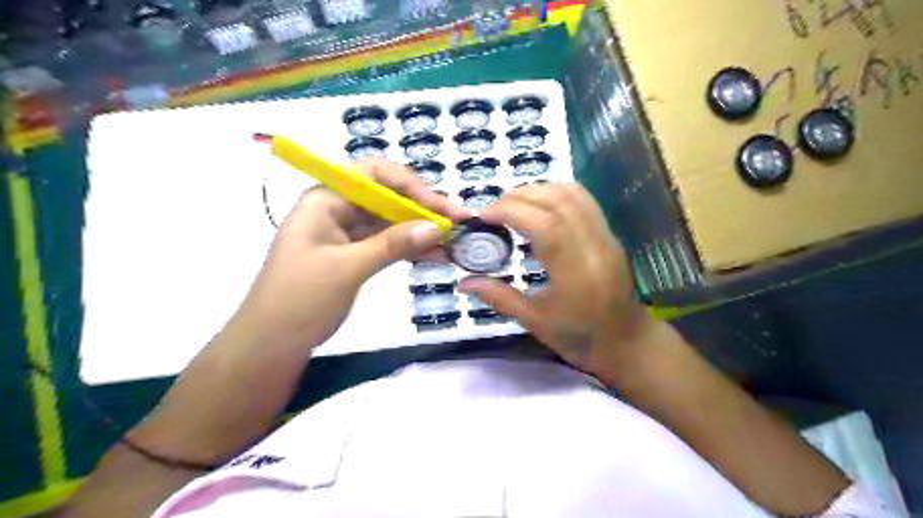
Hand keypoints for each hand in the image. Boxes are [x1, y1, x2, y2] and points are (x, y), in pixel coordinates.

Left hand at [237, 158, 471, 347]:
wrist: (272, 343)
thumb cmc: (299, 299)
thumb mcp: (347, 268)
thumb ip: (392, 245)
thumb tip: (436, 227)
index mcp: (326, 199)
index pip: (374, 175)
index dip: (410, 185)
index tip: (439, 207)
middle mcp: (337, 208)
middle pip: (387, 197)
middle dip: (422, 209)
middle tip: (457, 224)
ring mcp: (346, 232)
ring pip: (390, 221)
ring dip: (420, 230)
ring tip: (453, 242)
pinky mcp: (354, 253)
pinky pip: (387, 242)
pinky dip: (410, 247)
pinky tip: (435, 254)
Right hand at [458, 184, 651, 381]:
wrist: (626, 342)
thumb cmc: (579, 337)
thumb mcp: (535, 322)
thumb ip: (499, 297)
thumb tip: (463, 282)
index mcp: (575, 273)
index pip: (545, 224)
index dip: (510, 211)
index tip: (484, 216)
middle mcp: (594, 246)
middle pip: (558, 200)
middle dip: (519, 196)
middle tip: (493, 211)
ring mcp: (605, 237)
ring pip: (573, 194)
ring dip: (538, 190)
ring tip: (513, 205)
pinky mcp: (608, 234)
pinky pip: (583, 200)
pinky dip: (556, 193)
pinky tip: (539, 207)